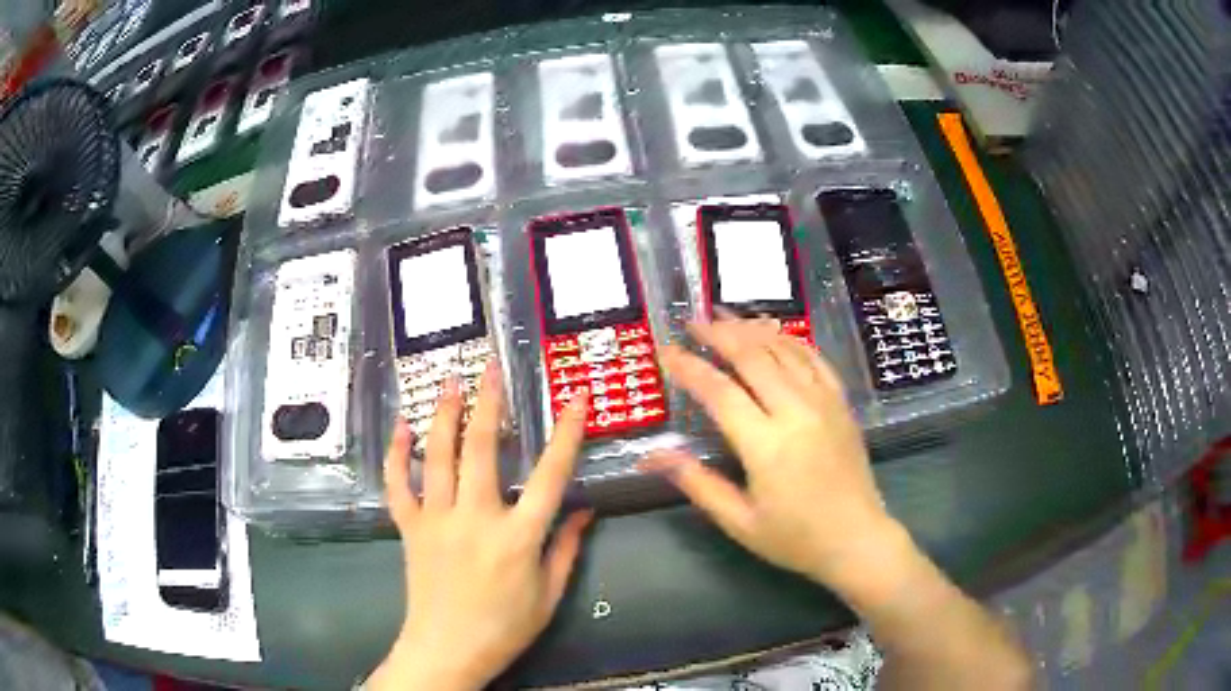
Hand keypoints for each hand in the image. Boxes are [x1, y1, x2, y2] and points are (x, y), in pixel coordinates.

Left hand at [368, 361, 592, 690]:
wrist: (446, 650)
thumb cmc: (504, 628)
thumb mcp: (549, 595)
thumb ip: (567, 549)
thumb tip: (586, 511)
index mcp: (519, 537)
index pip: (550, 475)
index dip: (567, 433)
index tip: (576, 397)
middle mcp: (476, 518)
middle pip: (482, 449)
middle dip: (489, 403)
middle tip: (491, 368)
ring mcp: (437, 520)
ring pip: (437, 456)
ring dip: (444, 415)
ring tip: (449, 381)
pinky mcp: (409, 528)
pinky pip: (398, 484)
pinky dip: (396, 454)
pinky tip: (401, 428)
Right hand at [646, 317, 904, 589]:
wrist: (857, 539)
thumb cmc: (795, 538)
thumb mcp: (739, 521)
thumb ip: (696, 482)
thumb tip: (651, 456)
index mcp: (767, 445)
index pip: (720, 392)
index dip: (689, 367)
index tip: (666, 351)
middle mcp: (796, 412)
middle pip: (753, 356)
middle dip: (718, 333)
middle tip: (692, 323)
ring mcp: (824, 402)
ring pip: (784, 349)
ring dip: (751, 328)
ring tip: (724, 316)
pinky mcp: (841, 402)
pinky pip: (814, 358)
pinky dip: (790, 340)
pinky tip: (773, 333)